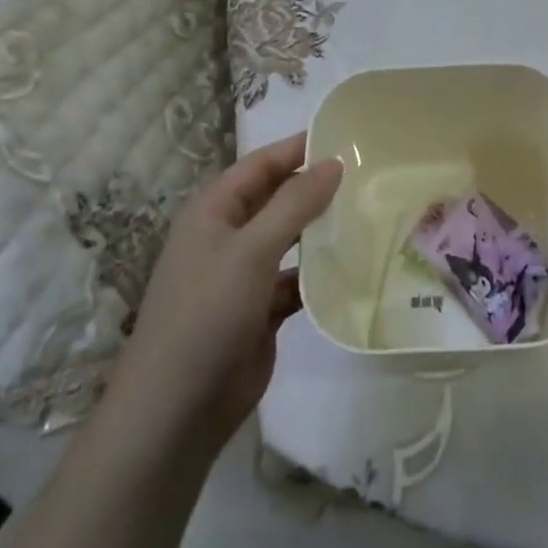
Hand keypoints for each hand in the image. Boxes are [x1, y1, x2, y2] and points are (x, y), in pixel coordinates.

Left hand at [110, 133, 342, 448]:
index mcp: (214, 211)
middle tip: (368, 175)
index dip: (299, 148)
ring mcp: (244, 275)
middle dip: (316, 188)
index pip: (261, 164)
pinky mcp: (261, 310)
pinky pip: (297, 280)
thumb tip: (334, 162)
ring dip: (322, 230)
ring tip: (370, 213)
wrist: (177, 410)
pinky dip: (321, 274)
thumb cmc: (208, 312)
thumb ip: (295, 203)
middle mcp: (228, 236)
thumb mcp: (252, 249)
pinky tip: (356, 267)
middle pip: (278, 199)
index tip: (346, 137)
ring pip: (291, 239)